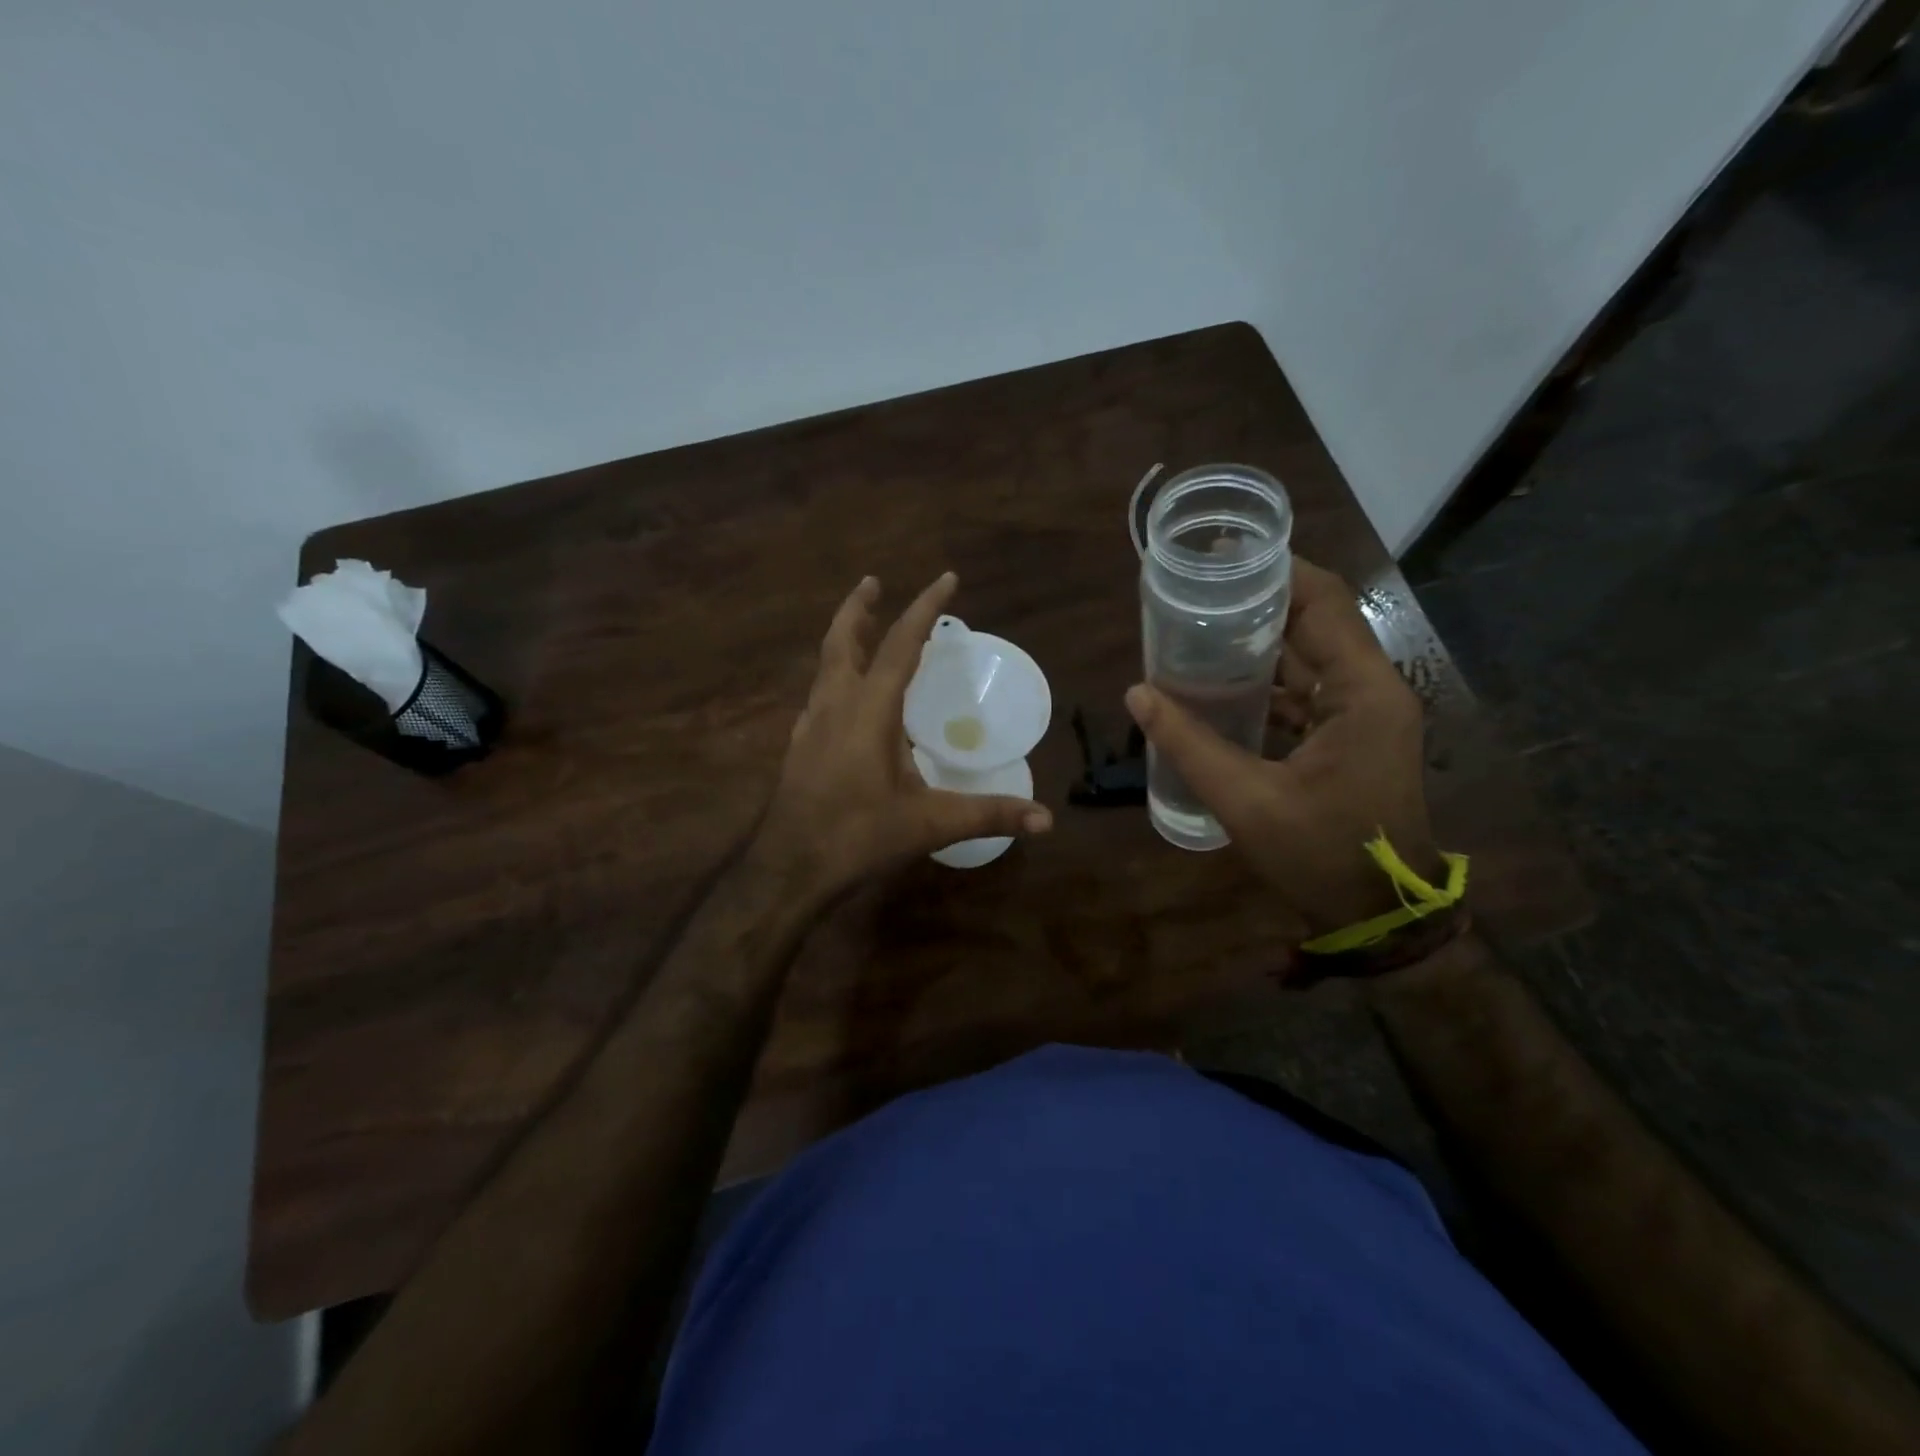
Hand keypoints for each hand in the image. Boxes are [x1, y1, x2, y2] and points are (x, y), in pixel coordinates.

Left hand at [752, 572, 1052, 904]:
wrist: (787, 871)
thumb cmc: (857, 838)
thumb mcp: (929, 825)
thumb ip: (988, 815)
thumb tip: (1047, 820)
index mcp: (869, 711)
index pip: (901, 646)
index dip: (924, 609)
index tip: (946, 578)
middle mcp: (835, 706)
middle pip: (843, 641)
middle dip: (860, 608)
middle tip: (873, 582)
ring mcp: (810, 726)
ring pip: (825, 667)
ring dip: (845, 640)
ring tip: (862, 629)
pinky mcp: (798, 749)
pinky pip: (819, 697)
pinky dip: (835, 680)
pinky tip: (843, 699)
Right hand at [1125, 558, 1439, 937]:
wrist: (1379, 915)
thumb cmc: (1322, 855)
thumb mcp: (1247, 801)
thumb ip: (1189, 744)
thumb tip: (1137, 693)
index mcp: (1362, 693)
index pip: (1324, 603)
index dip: (1277, 571)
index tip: (1222, 555)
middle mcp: (1370, 691)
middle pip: (1316, 622)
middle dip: (1258, 602)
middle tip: (1196, 590)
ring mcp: (1362, 715)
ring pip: (1308, 656)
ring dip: (1258, 642)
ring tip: (1198, 628)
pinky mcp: (1349, 737)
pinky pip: (1305, 690)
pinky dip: (1264, 681)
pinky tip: (1217, 684)